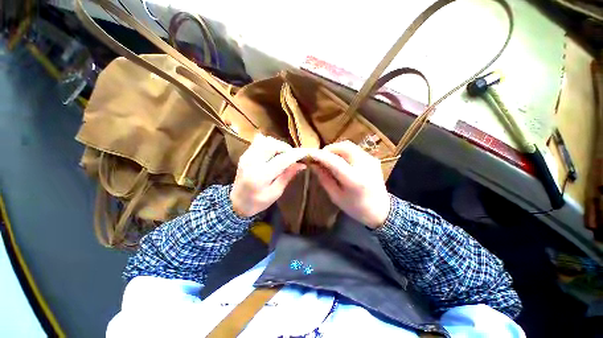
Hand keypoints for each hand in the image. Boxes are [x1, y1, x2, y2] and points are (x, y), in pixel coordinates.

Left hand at [230, 134, 307, 217]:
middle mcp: (252, 162)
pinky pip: (259, 142)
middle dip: (285, 148)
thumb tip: (301, 164)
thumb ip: (287, 176)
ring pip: (265, 140)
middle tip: (291, 157)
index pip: (282, 159)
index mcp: (261, 176)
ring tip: (282, 155)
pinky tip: (272, 154)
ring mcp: (246, 156)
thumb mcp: (275, 193)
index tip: (305, 153)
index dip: (295, 155)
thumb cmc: (257, 202)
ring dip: (277, 145)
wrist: (236, 202)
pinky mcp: (245, 154)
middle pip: (272, 144)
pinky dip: (269, 145)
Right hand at [309, 141, 390, 228]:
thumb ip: (324, 178)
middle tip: (320, 157)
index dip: (320, 156)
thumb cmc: (356, 208)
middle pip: (344, 147)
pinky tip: (340, 160)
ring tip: (328, 158)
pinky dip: (344, 152)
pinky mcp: (373, 159)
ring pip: (349, 145)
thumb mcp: (336, 196)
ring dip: (336, 149)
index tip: (309, 154)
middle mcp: (365, 165)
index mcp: (354, 179)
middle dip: (329, 149)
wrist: (381, 210)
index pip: (334, 161)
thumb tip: (314, 165)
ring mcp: (371, 160)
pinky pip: (355, 150)